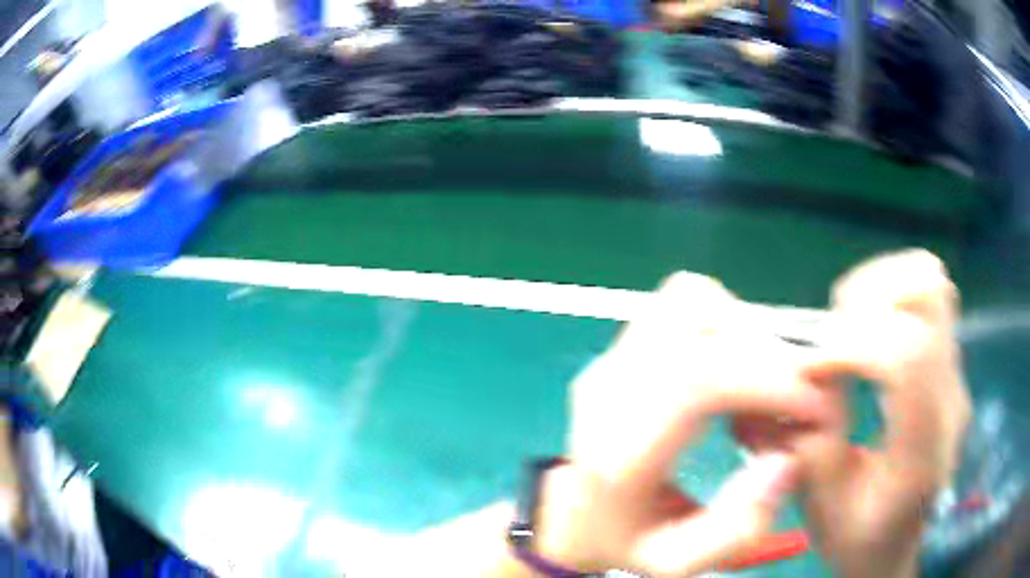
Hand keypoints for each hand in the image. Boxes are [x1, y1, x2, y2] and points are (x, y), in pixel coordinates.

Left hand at [534, 273, 831, 576]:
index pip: (697, 380)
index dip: (768, 382)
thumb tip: (784, 460)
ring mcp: (609, 360)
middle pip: (696, 324)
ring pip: (687, 300)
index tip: (811, 407)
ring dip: (742, 331)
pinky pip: (680, 305)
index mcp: (619, 452)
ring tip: (762, 381)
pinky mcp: (618, 348)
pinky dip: (722, 322)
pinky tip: (734, 368)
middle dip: (764, 354)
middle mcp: (609, 390)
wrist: (571, 514)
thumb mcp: (677, 561)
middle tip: (790, 397)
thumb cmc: (622, 542)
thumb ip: (737, 528)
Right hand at [735, 250, 970, 577]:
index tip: (811, 367)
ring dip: (881, 287)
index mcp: (924, 452)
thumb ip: (814, 444)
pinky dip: (892, 287)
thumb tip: (805, 377)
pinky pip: (928, 292)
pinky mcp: (948, 360)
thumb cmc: (859, 536)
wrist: (895, 543)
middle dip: (867, 303)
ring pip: (931, 283)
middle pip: (928, 299)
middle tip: (830, 339)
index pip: (909, 358)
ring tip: (847, 325)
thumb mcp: (822, 510)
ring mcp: (955, 373)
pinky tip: (867, 324)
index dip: (853, 345)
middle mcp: (951, 399)